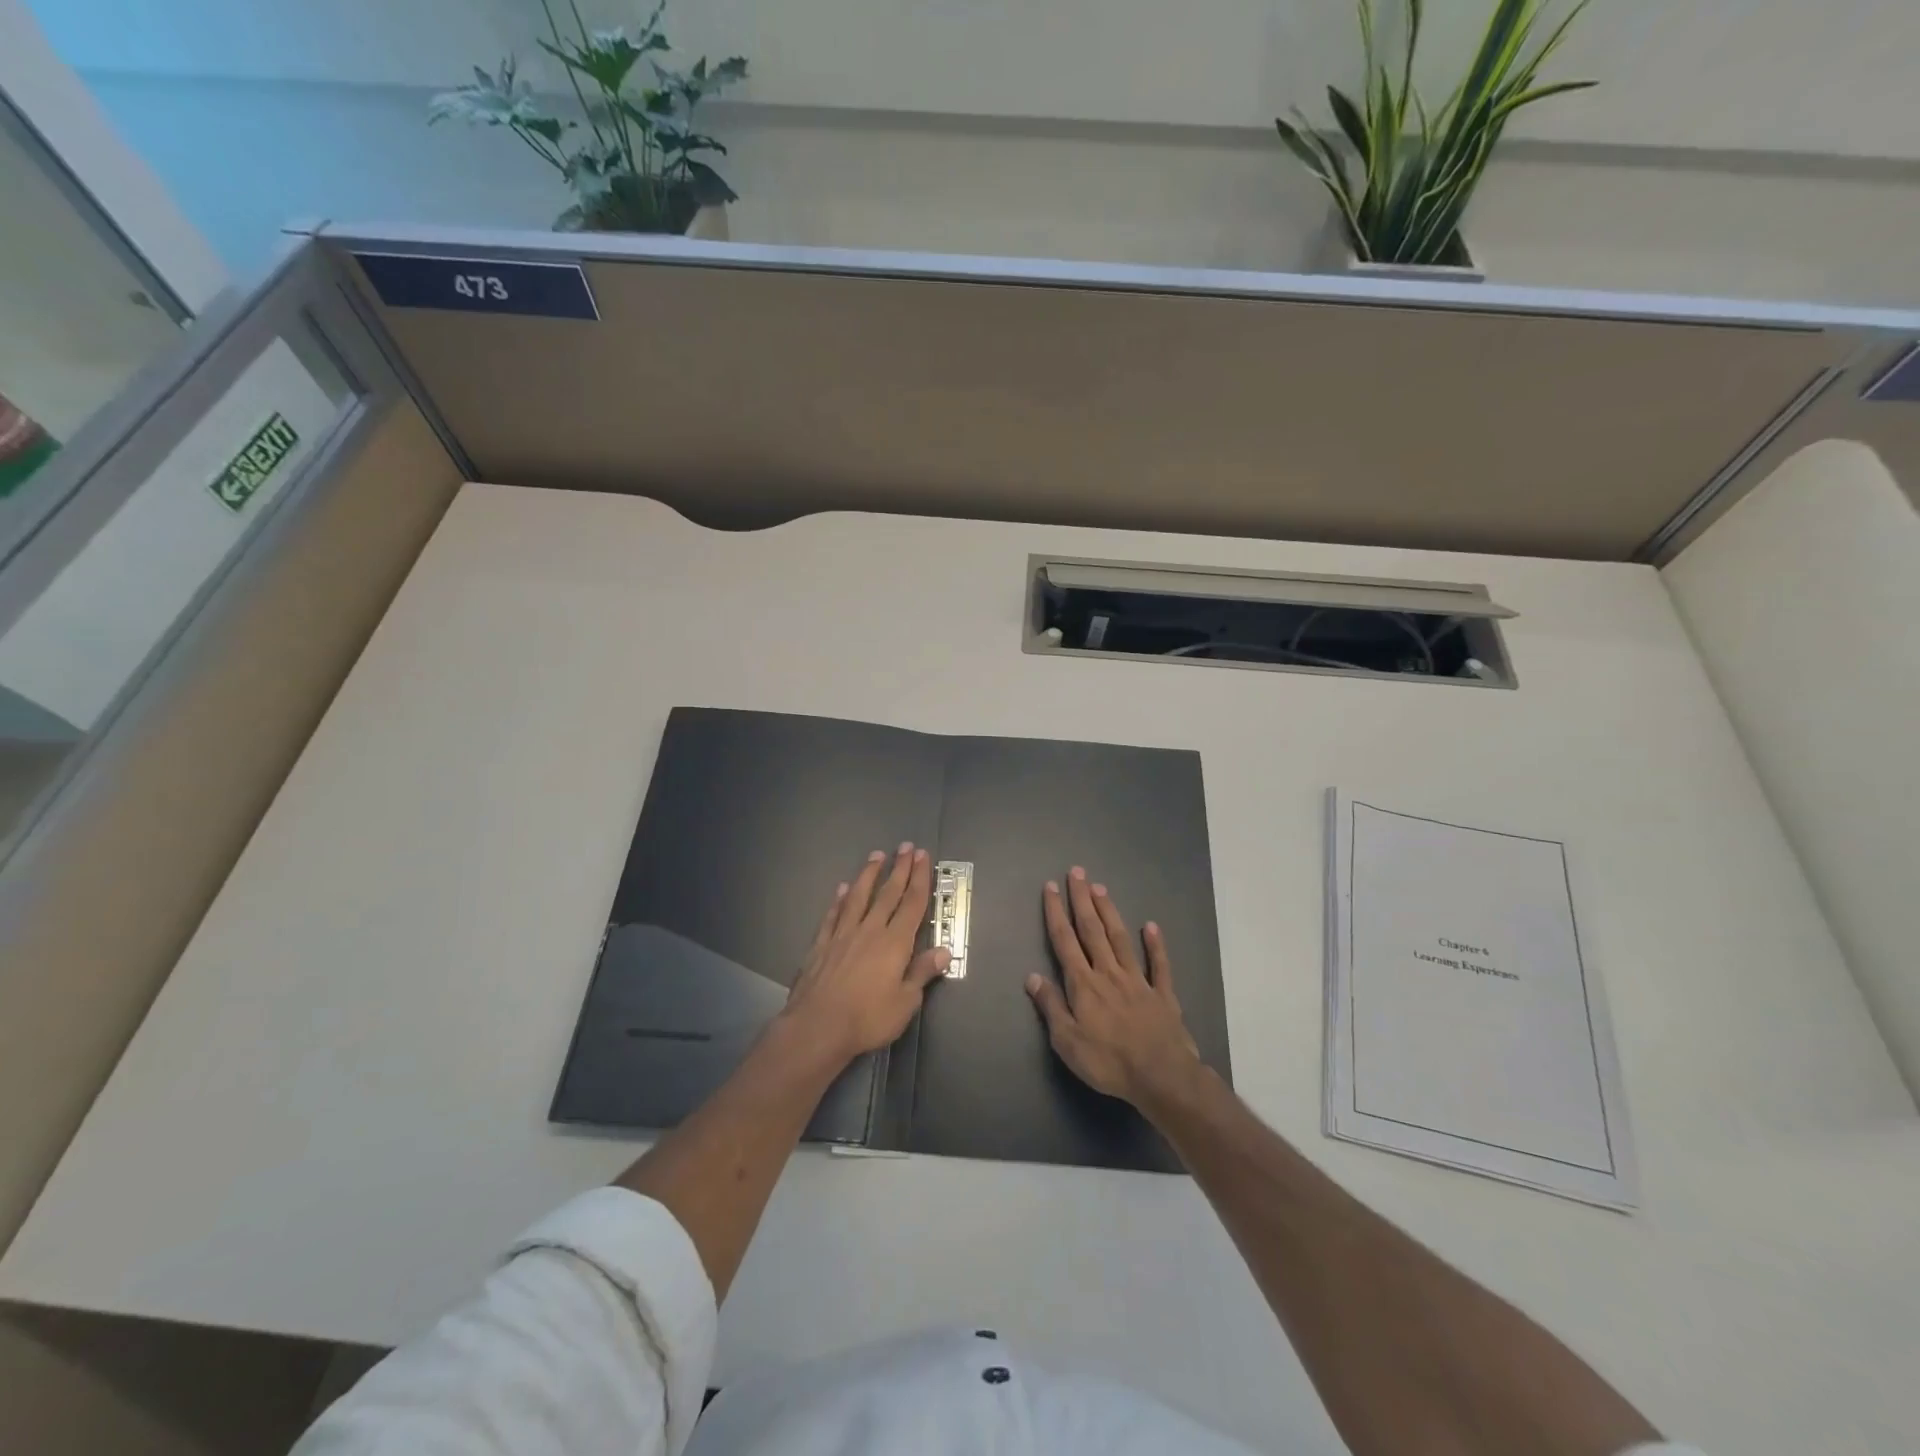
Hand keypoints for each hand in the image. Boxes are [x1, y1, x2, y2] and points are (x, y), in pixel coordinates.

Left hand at [783, 843, 948, 1065]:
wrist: (817, 1026)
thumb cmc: (867, 1018)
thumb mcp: (905, 1002)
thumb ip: (922, 973)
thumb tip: (945, 951)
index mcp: (895, 942)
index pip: (912, 904)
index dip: (919, 879)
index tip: (922, 856)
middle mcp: (870, 930)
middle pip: (888, 893)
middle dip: (899, 869)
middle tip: (905, 846)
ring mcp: (843, 934)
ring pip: (859, 896)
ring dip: (869, 874)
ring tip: (876, 855)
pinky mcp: (821, 944)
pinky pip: (833, 915)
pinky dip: (838, 900)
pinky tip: (841, 889)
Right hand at [1027, 867, 1201, 1106]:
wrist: (1161, 1076)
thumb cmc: (1108, 1062)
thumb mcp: (1067, 1042)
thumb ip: (1051, 1006)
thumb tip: (1032, 976)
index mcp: (1084, 984)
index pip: (1065, 941)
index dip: (1056, 913)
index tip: (1051, 887)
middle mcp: (1109, 973)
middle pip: (1092, 930)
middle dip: (1082, 900)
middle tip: (1077, 872)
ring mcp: (1138, 980)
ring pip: (1120, 938)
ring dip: (1109, 912)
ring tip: (1101, 888)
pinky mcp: (1163, 994)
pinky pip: (1159, 964)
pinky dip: (1156, 944)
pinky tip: (1152, 926)